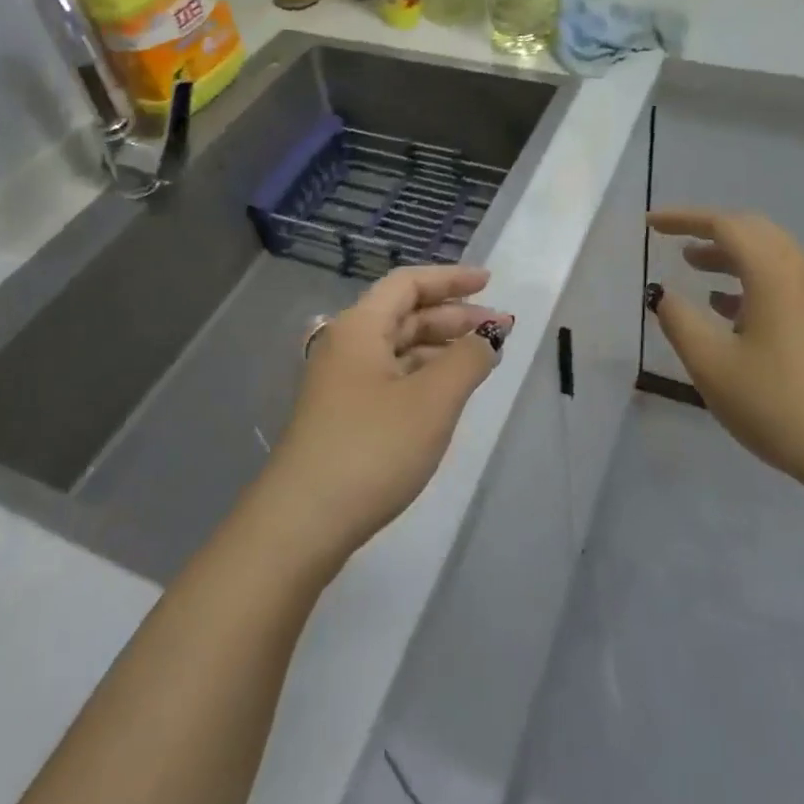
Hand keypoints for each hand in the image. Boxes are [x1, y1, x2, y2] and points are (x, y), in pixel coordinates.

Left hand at [259, 265, 512, 567]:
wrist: (302, 524)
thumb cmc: (372, 449)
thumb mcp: (432, 401)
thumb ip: (467, 360)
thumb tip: (489, 336)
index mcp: (361, 327)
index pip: (408, 283)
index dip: (451, 278)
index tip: (490, 283)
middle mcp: (348, 345)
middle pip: (405, 314)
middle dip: (454, 316)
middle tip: (500, 329)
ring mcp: (343, 382)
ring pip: (400, 347)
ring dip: (442, 347)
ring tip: (483, 360)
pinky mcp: (345, 415)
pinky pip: (392, 376)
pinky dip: (425, 374)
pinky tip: (449, 392)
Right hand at [646, 208, 803, 531]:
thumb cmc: (779, 403)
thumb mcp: (712, 365)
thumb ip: (680, 321)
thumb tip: (664, 294)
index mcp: (773, 271)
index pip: (724, 224)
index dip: (684, 219)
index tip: (651, 224)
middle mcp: (803, 272)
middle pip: (754, 231)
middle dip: (711, 232)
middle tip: (675, 242)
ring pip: (772, 257)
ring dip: (732, 257)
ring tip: (696, 270)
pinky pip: (786, 283)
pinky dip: (753, 282)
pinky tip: (732, 311)